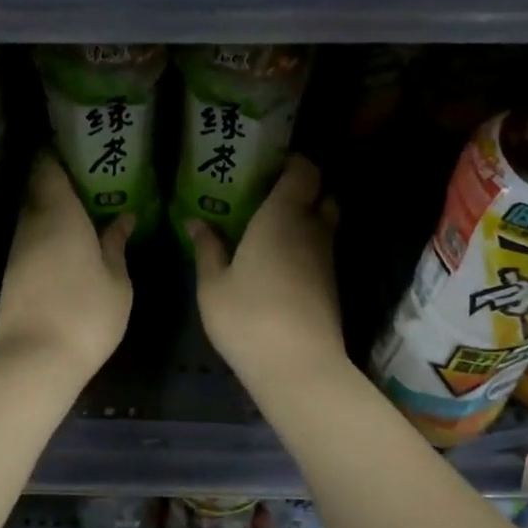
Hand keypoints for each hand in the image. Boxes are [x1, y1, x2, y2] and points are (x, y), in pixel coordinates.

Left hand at [0, 154, 133, 380]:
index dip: (55, 154)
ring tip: (77, 208)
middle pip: (35, 189)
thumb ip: (117, 245)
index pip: (48, 170)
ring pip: (30, 215)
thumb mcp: (117, 281)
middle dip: (53, 180)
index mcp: (61, 215)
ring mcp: (17, 250)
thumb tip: (123, 218)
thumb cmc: (87, 314)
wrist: (34, 358)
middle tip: (81, 178)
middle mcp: (32, 224)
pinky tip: (62, 241)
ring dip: (47, 207)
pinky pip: (28, 238)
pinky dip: (42, 231)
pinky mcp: (10, 273)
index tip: (70, 147)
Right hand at [188, 155, 346, 386]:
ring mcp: (326, 258)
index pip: (304, 170)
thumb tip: (196, 221)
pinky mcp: (331, 283)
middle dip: (303, 186)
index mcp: (282, 217)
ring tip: (270, 225)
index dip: (292, 161)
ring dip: (306, 215)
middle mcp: (312, 229)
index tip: (268, 163)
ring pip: (325, 221)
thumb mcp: (213, 284)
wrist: (298, 366)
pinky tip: (279, 258)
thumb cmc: (248, 318)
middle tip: (269, 193)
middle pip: (323, 192)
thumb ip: (207, 248)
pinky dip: (307, 242)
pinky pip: (322, 247)